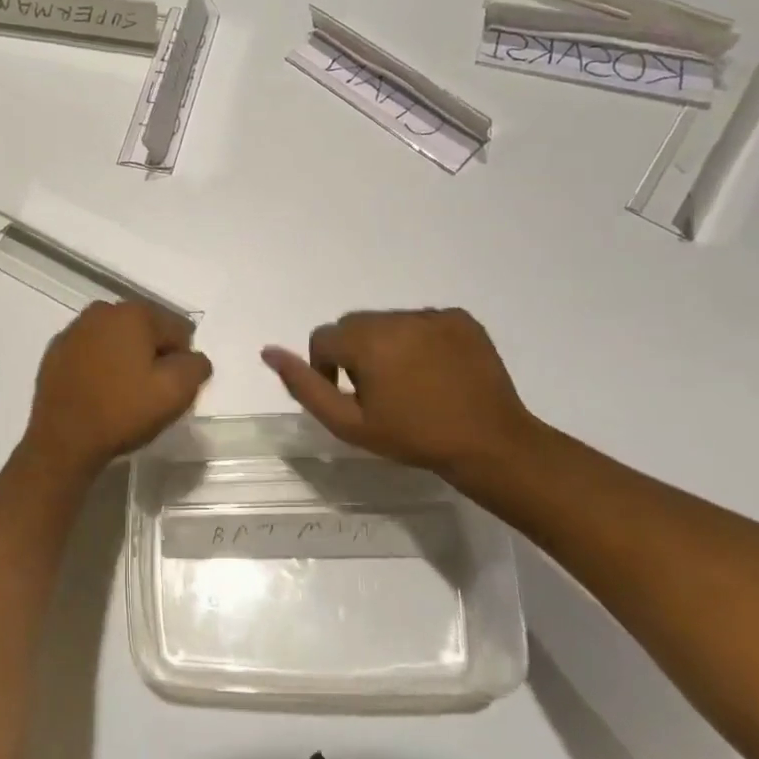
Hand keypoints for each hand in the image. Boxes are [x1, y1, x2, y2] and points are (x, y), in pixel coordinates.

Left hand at [23, 301, 212, 473]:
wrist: (62, 440)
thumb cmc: (123, 411)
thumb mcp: (176, 392)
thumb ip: (196, 366)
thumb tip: (193, 358)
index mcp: (134, 312)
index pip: (177, 330)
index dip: (181, 361)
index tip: (170, 388)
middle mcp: (102, 310)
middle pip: (145, 331)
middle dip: (152, 356)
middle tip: (149, 392)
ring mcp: (74, 329)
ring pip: (116, 340)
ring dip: (125, 359)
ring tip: (122, 394)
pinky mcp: (56, 350)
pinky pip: (91, 352)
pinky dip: (99, 366)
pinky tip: (98, 392)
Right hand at [261, 308, 542, 478]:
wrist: (489, 444)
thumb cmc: (413, 438)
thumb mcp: (348, 424)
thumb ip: (304, 385)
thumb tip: (269, 351)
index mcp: (366, 340)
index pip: (324, 338)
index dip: (327, 368)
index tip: (350, 396)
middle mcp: (397, 317)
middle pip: (355, 325)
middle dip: (356, 352)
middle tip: (379, 392)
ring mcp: (433, 315)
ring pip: (389, 322)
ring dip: (388, 344)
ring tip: (410, 382)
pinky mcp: (461, 318)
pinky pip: (424, 321)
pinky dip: (421, 339)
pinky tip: (436, 371)